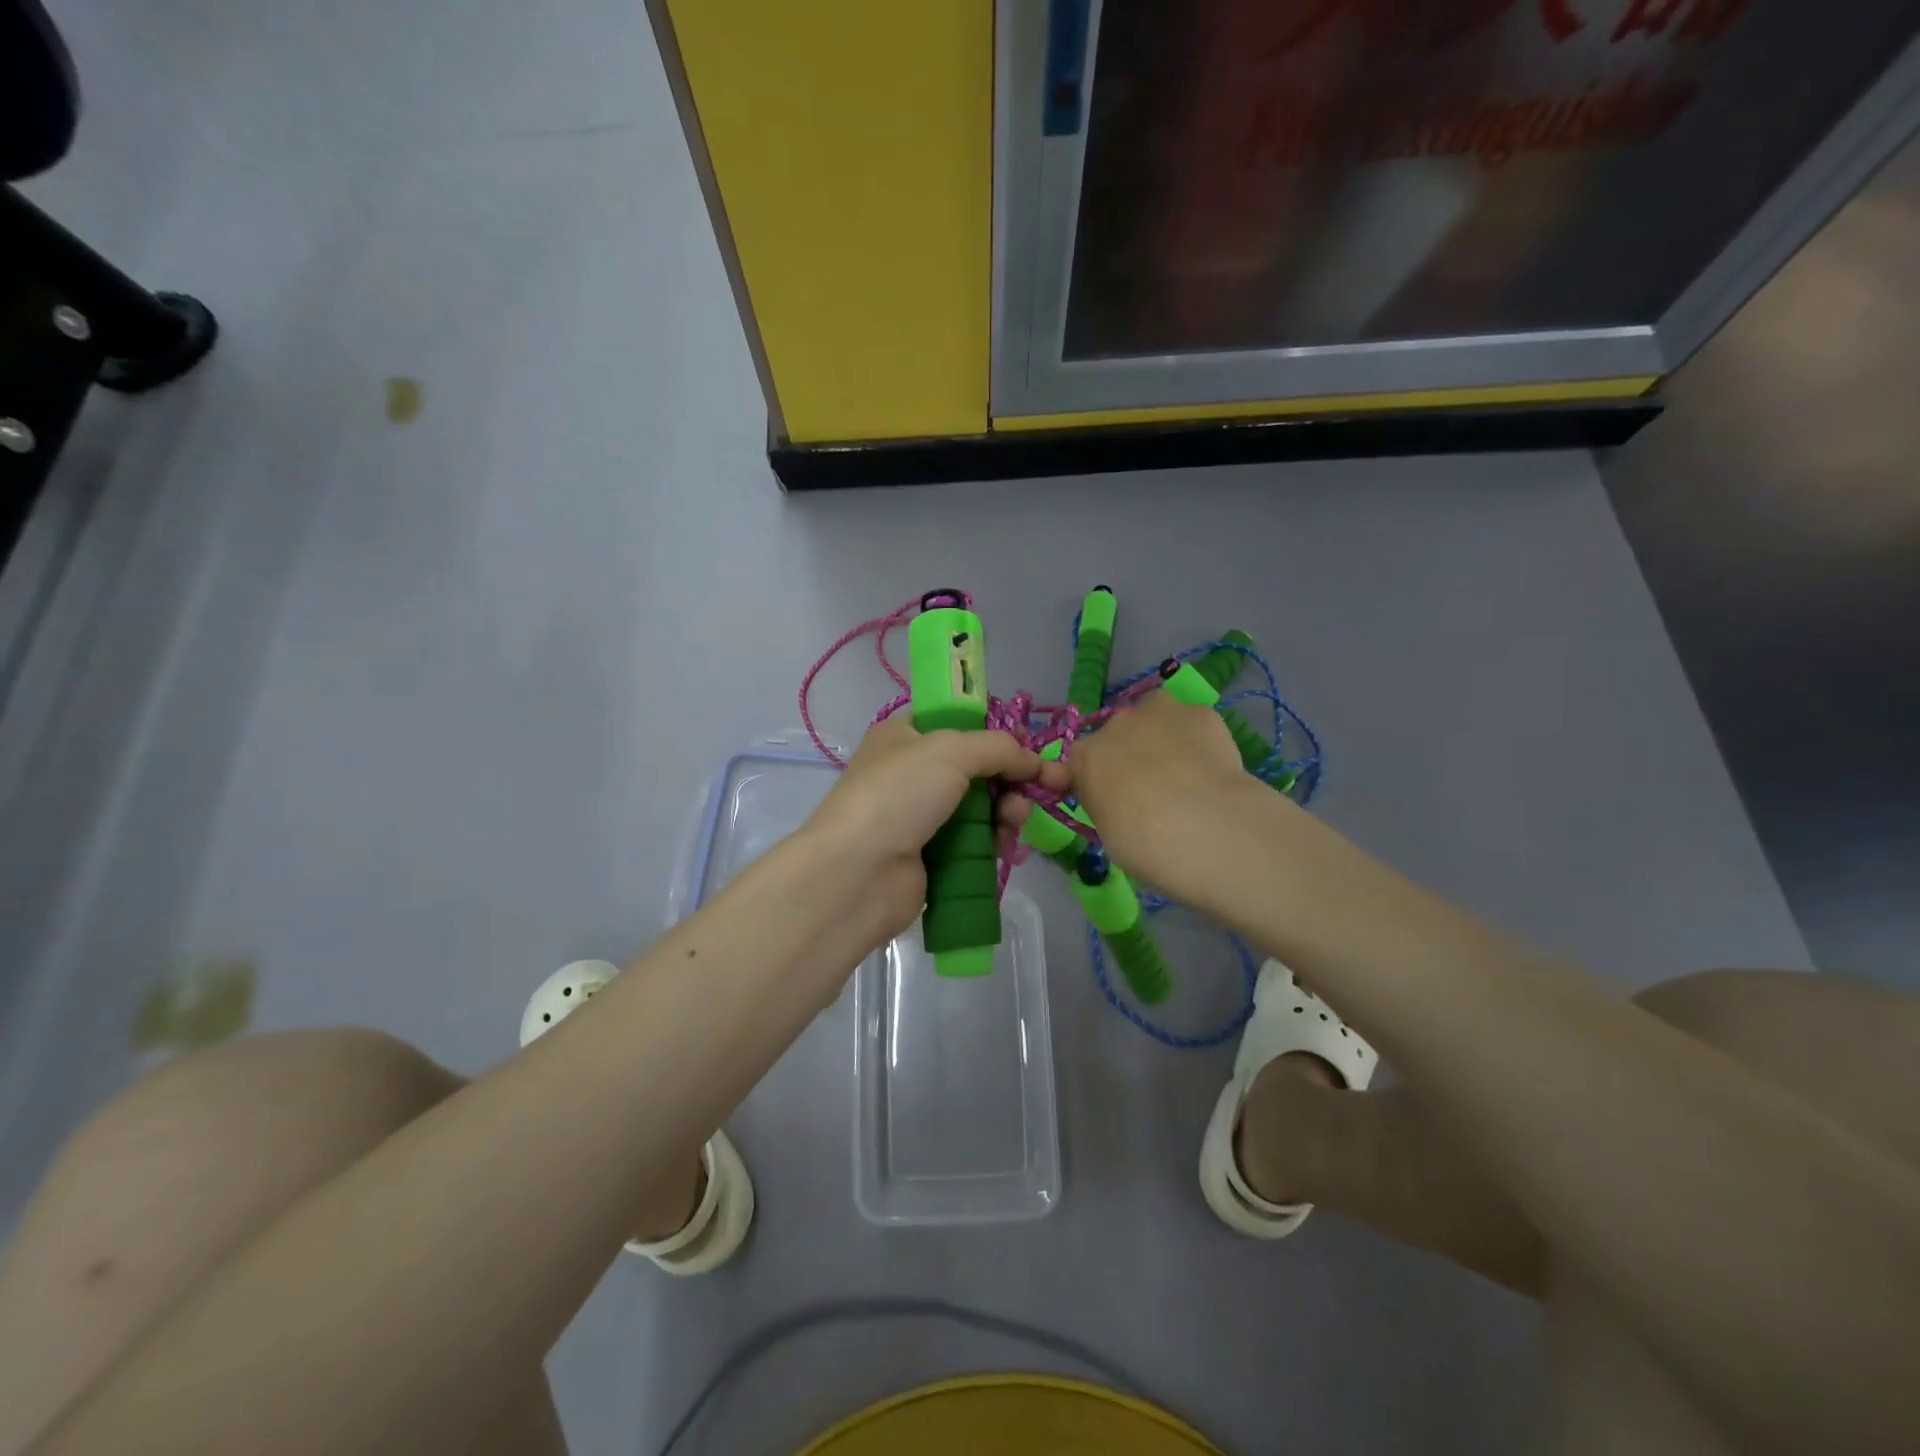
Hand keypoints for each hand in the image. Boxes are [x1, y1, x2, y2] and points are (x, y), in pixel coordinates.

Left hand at [801, 715, 1069, 941]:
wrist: (859, 873)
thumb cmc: (899, 795)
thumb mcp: (951, 751)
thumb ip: (998, 748)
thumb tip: (1033, 760)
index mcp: (905, 736)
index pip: (958, 723)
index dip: (996, 733)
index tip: (1030, 746)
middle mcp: (912, 773)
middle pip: (977, 768)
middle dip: (1013, 777)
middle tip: (1045, 787)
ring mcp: (921, 817)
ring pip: (981, 807)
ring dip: (1008, 811)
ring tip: (1016, 820)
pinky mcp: (932, 856)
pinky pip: (975, 842)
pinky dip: (995, 841)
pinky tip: (1007, 847)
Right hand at [1067, 688, 1260, 900]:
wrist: (1200, 826)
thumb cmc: (1141, 842)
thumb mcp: (1107, 830)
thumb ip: (1106, 803)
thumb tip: (1118, 798)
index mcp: (1086, 756)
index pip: (1082, 761)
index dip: (1097, 779)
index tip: (1111, 800)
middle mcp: (1118, 724)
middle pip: (1121, 734)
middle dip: (1132, 754)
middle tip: (1153, 789)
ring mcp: (1160, 712)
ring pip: (1158, 718)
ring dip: (1164, 737)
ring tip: (1186, 772)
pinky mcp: (1200, 714)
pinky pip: (1195, 724)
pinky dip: (1200, 741)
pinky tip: (1213, 768)